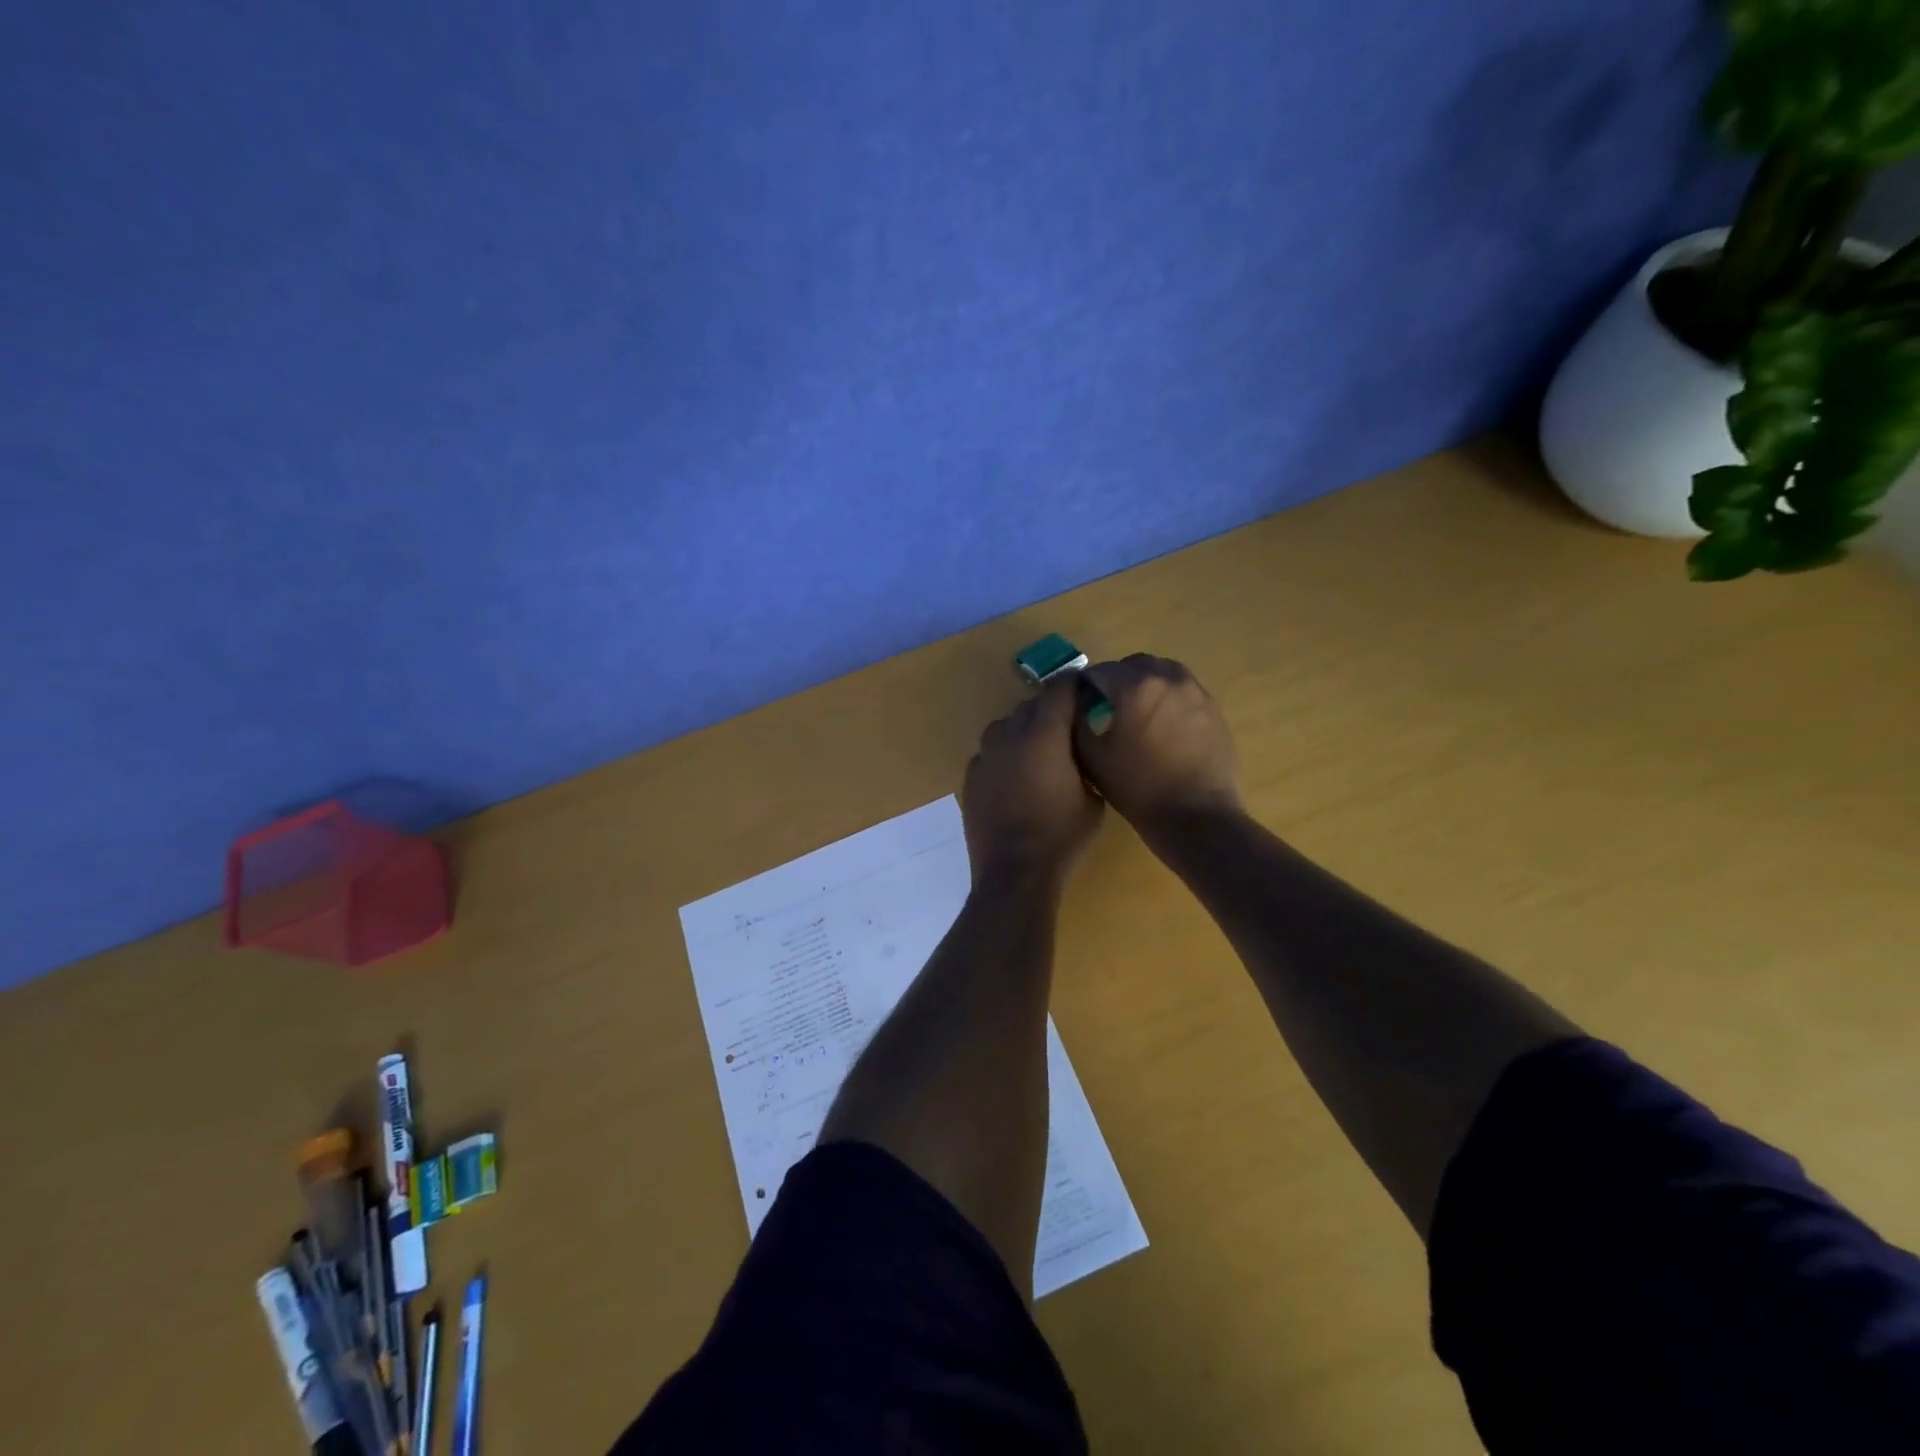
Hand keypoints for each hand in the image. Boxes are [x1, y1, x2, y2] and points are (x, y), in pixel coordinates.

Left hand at [962, 678, 1103, 887]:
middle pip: (1030, 705)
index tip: (1086, 690)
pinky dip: (1004, 756)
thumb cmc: (1062, 836)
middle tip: (1068, 726)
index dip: (1074, 685)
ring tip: (1038, 752)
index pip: (1059, 689)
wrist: (1013, 873)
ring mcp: (985, 756)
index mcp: (1044, 734)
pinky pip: (990, 753)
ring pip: (1005, 726)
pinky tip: (1014, 777)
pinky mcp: (970, 777)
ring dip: (1023, 730)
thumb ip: (1087, 764)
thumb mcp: (1093, 800)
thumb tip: (1080, 751)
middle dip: (1050, 709)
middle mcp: (1010, 735)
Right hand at [1073, 655, 1242, 828]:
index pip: (1100, 671)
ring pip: (1162, 672)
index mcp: (1135, 686)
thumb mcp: (1093, 757)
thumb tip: (1077, 701)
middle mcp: (1167, 677)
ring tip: (1136, 713)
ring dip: (1144, 684)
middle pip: (1133, 665)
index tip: (1079, 703)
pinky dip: (1166, 697)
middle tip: (1106, 706)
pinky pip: (1182, 690)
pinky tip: (1161, 726)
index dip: (1085, 685)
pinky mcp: (1212, 707)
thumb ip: (1077, 720)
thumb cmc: (1138, 788)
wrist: (1196, 816)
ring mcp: (1195, 691)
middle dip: (1116, 679)